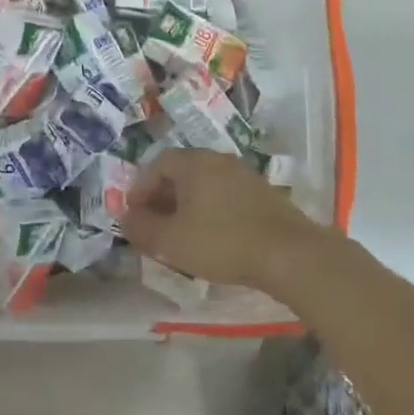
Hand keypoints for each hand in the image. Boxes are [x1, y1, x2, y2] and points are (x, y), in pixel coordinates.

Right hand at [121, 149, 328, 293]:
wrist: (289, 254)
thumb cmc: (221, 241)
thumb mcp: (170, 241)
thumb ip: (141, 228)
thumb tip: (125, 218)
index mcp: (194, 163)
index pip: (157, 164)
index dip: (140, 189)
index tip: (133, 214)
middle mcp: (219, 161)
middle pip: (181, 172)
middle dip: (162, 198)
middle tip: (153, 225)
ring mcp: (245, 176)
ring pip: (204, 185)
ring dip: (186, 206)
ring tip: (179, 234)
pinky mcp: (264, 195)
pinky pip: (225, 196)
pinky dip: (210, 211)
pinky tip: (211, 237)